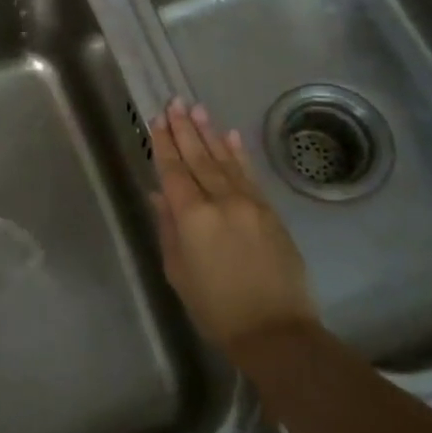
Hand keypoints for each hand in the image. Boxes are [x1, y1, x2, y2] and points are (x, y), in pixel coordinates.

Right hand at [149, 98, 314, 352]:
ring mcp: (249, 204)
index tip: (156, 120)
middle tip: (174, 102)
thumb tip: (159, 195)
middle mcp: (221, 202)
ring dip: (209, 133)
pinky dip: (238, 154)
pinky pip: (250, 175)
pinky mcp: (270, 211)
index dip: (163, 145)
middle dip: (184, 129)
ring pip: (224, 161)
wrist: (275, 330)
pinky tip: (230, 135)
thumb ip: (168, 229)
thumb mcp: (179, 272)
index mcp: (193, 218)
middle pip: (198, 159)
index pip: (173, 172)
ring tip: (196, 108)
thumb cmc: (216, 308)